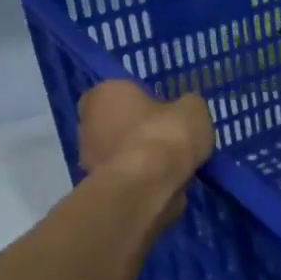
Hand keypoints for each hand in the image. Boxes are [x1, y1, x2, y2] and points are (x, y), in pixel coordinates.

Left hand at [76, 82, 213, 230]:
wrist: (148, 187)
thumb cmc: (166, 135)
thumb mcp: (193, 110)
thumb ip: (186, 107)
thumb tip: (184, 111)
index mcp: (105, 93)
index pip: (122, 92)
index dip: (146, 102)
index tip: (167, 114)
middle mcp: (87, 122)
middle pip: (118, 123)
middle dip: (141, 131)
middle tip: (171, 140)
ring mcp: (88, 157)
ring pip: (121, 152)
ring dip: (142, 158)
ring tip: (173, 167)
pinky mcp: (97, 187)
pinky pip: (126, 176)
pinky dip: (142, 180)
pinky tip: (165, 184)